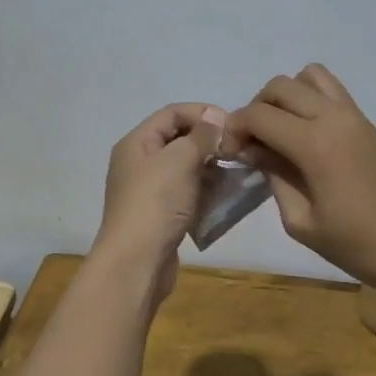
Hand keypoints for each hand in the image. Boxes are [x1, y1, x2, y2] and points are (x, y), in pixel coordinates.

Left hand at [94, 103, 226, 300]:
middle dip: (209, 141)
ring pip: (185, 168)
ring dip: (211, 168)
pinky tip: (226, 196)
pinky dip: (205, 190)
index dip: (202, 113)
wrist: (136, 263)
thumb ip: (200, 136)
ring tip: (238, 172)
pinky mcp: (160, 214)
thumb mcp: (179, 161)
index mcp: (136, 143)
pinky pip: (186, 192)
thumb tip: (215, 116)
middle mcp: (139, 162)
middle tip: (239, 150)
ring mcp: (149, 190)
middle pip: (178, 139)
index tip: (233, 125)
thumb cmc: (156, 204)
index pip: (172, 113)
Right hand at [224, 64, 375, 291]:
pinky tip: (306, 137)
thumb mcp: (303, 222)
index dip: (235, 129)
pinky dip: (310, 100)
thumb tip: (255, 151)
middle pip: (280, 86)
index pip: (258, 115)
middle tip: (252, 145)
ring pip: (309, 76)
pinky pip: (331, 91)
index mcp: (315, 143)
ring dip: (286, 97)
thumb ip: (275, 178)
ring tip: (281, 134)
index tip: (228, 154)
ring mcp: (355, 116)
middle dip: (256, 109)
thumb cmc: (361, 246)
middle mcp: (334, 116)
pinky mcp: (368, 123)